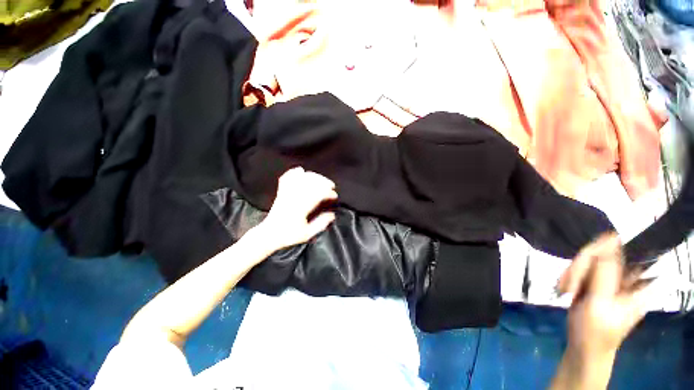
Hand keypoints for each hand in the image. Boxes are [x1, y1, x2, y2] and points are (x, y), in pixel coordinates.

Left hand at [257, 167, 336, 251]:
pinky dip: (293, 172)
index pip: (317, 194)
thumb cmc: (288, 235)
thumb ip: (320, 224)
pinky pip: (286, 178)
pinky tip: (300, 170)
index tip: (334, 196)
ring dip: (313, 176)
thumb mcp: (307, 234)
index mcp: (301, 208)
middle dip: (323, 181)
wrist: (268, 234)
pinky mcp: (281, 192)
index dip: (328, 193)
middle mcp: (293, 197)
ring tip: (321, 179)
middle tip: (331, 185)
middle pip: (310, 182)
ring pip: (300, 178)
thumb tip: (332, 215)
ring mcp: (286, 193)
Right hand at [557, 233, 649, 361]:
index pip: (622, 252)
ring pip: (587, 260)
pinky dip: (570, 277)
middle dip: (580, 269)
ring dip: (572, 274)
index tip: (579, 269)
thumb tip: (610, 239)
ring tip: (566, 291)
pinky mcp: (596, 282)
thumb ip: (605, 273)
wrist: (584, 346)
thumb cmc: (595, 331)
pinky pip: (580, 268)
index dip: (599, 253)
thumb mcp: (600, 303)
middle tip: (568, 286)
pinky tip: (566, 290)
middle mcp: (627, 277)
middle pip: (601, 254)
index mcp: (638, 283)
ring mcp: (611, 279)